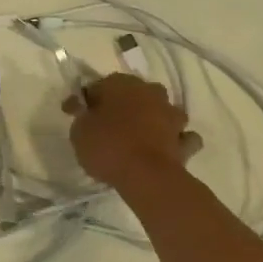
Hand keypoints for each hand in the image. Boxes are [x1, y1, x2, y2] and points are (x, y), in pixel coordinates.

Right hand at [62, 72, 201, 187]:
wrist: (147, 177)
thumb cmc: (107, 146)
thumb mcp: (78, 130)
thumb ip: (81, 115)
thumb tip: (83, 107)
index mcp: (121, 84)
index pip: (98, 86)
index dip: (87, 101)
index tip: (77, 115)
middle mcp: (149, 93)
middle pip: (134, 94)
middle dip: (123, 104)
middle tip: (107, 123)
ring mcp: (171, 115)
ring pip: (161, 110)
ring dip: (152, 118)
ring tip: (138, 135)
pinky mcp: (185, 140)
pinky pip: (181, 136)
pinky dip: (174, 139)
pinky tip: (165, 147)